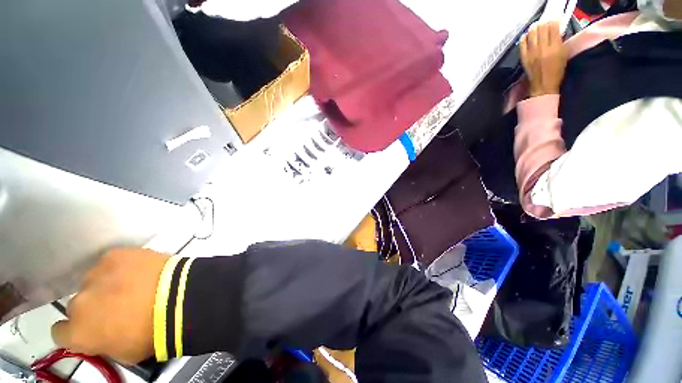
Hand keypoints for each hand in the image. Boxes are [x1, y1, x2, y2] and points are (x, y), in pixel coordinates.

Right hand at [52, 249, 168, 364]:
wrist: (178, 298)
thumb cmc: (153, 333)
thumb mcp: (124, 353)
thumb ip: (103, 343)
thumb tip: (102, 335)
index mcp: (78, 332)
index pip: (61, 332)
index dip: (75, 331)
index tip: (90, 328)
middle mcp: (78, 302)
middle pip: (78, 304)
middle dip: (94, 306)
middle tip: (119, 305)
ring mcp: (96, 274)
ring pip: (94, 281)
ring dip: (107, 284)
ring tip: (134, 286)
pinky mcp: (116, 255)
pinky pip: (112, 262)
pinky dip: (122, 266)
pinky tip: (139, 270)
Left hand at [520, 21, 567, 96]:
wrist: (543, 85)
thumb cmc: (556, 71)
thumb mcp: (564, 54)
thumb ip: (560, 41)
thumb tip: (556, 29)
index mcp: (555, 48)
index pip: (553, 28)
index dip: (554, 22)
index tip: (554, 21)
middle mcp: (543, 48)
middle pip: (542, 28)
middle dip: (544, 23)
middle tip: (545, 24)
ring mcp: (532, 53)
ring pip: (532, 33)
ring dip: (534, 28)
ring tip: (537, 27)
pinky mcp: (524, 57)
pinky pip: (522, 43)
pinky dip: (525, 37)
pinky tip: (527, 35)